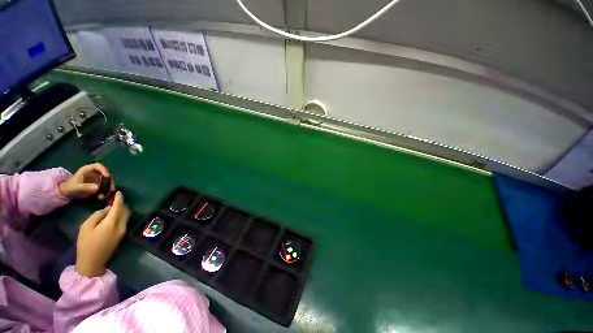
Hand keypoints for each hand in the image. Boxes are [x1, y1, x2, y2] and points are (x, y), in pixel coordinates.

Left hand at [59, 163, 114, 198]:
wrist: (66, 193)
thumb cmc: (70, 187)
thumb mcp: (76, 187)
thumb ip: (85, 187)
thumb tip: (98, 188)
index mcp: (88, 170)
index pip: (98, 166)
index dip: (104, 170)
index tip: (107, 177)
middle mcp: (94, 173)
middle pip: (106, 174)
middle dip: (110, 181)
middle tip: (111, 189)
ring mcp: (97, 179)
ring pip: (107, 181)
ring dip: (109, 187)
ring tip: (108, 194)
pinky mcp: (98, 185)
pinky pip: (104, 187)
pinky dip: (105, 191)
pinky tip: (101, 197)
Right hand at [75, 192, 129, 276]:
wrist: (92, 263)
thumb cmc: (86, 244)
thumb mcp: (86, 227)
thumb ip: (97, 215)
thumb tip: (107, 209)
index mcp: (112, 223)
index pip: (119, 207)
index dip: (119, 199)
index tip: (119, 192)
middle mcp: (121, 226)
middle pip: (125, 211)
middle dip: (122, 203)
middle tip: (115, 198)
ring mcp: (123, 231)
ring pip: (126, 216)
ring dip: (123, 209)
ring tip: (115, 205)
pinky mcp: (122, 235)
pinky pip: (125, 221)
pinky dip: (122, 215)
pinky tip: (115, 214)